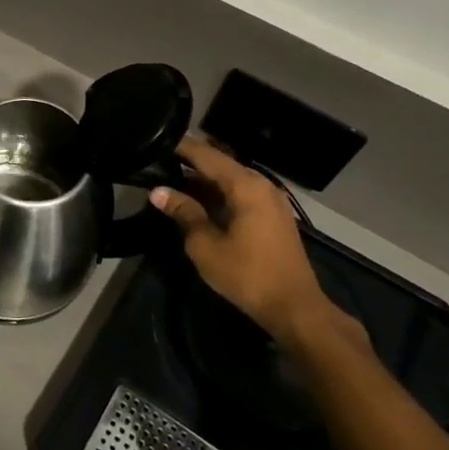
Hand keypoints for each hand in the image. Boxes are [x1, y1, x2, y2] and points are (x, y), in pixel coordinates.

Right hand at [150, 135, 333, 345]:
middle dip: (189, 162)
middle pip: (219, 164)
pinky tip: (198, 202)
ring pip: (230, 179)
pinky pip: (240, 193)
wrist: (294, 308)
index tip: (155, 142)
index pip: (205, 155)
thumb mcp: (205, 244)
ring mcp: (270, 199)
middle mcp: (261, 184)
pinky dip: (218, 193)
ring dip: (203, 180)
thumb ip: (183, 212)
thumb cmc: (246, 274)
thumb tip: (158, 191)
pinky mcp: (273, 215)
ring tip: (171, 181)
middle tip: (158, 162)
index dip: (179, 147)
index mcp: (244, 185)